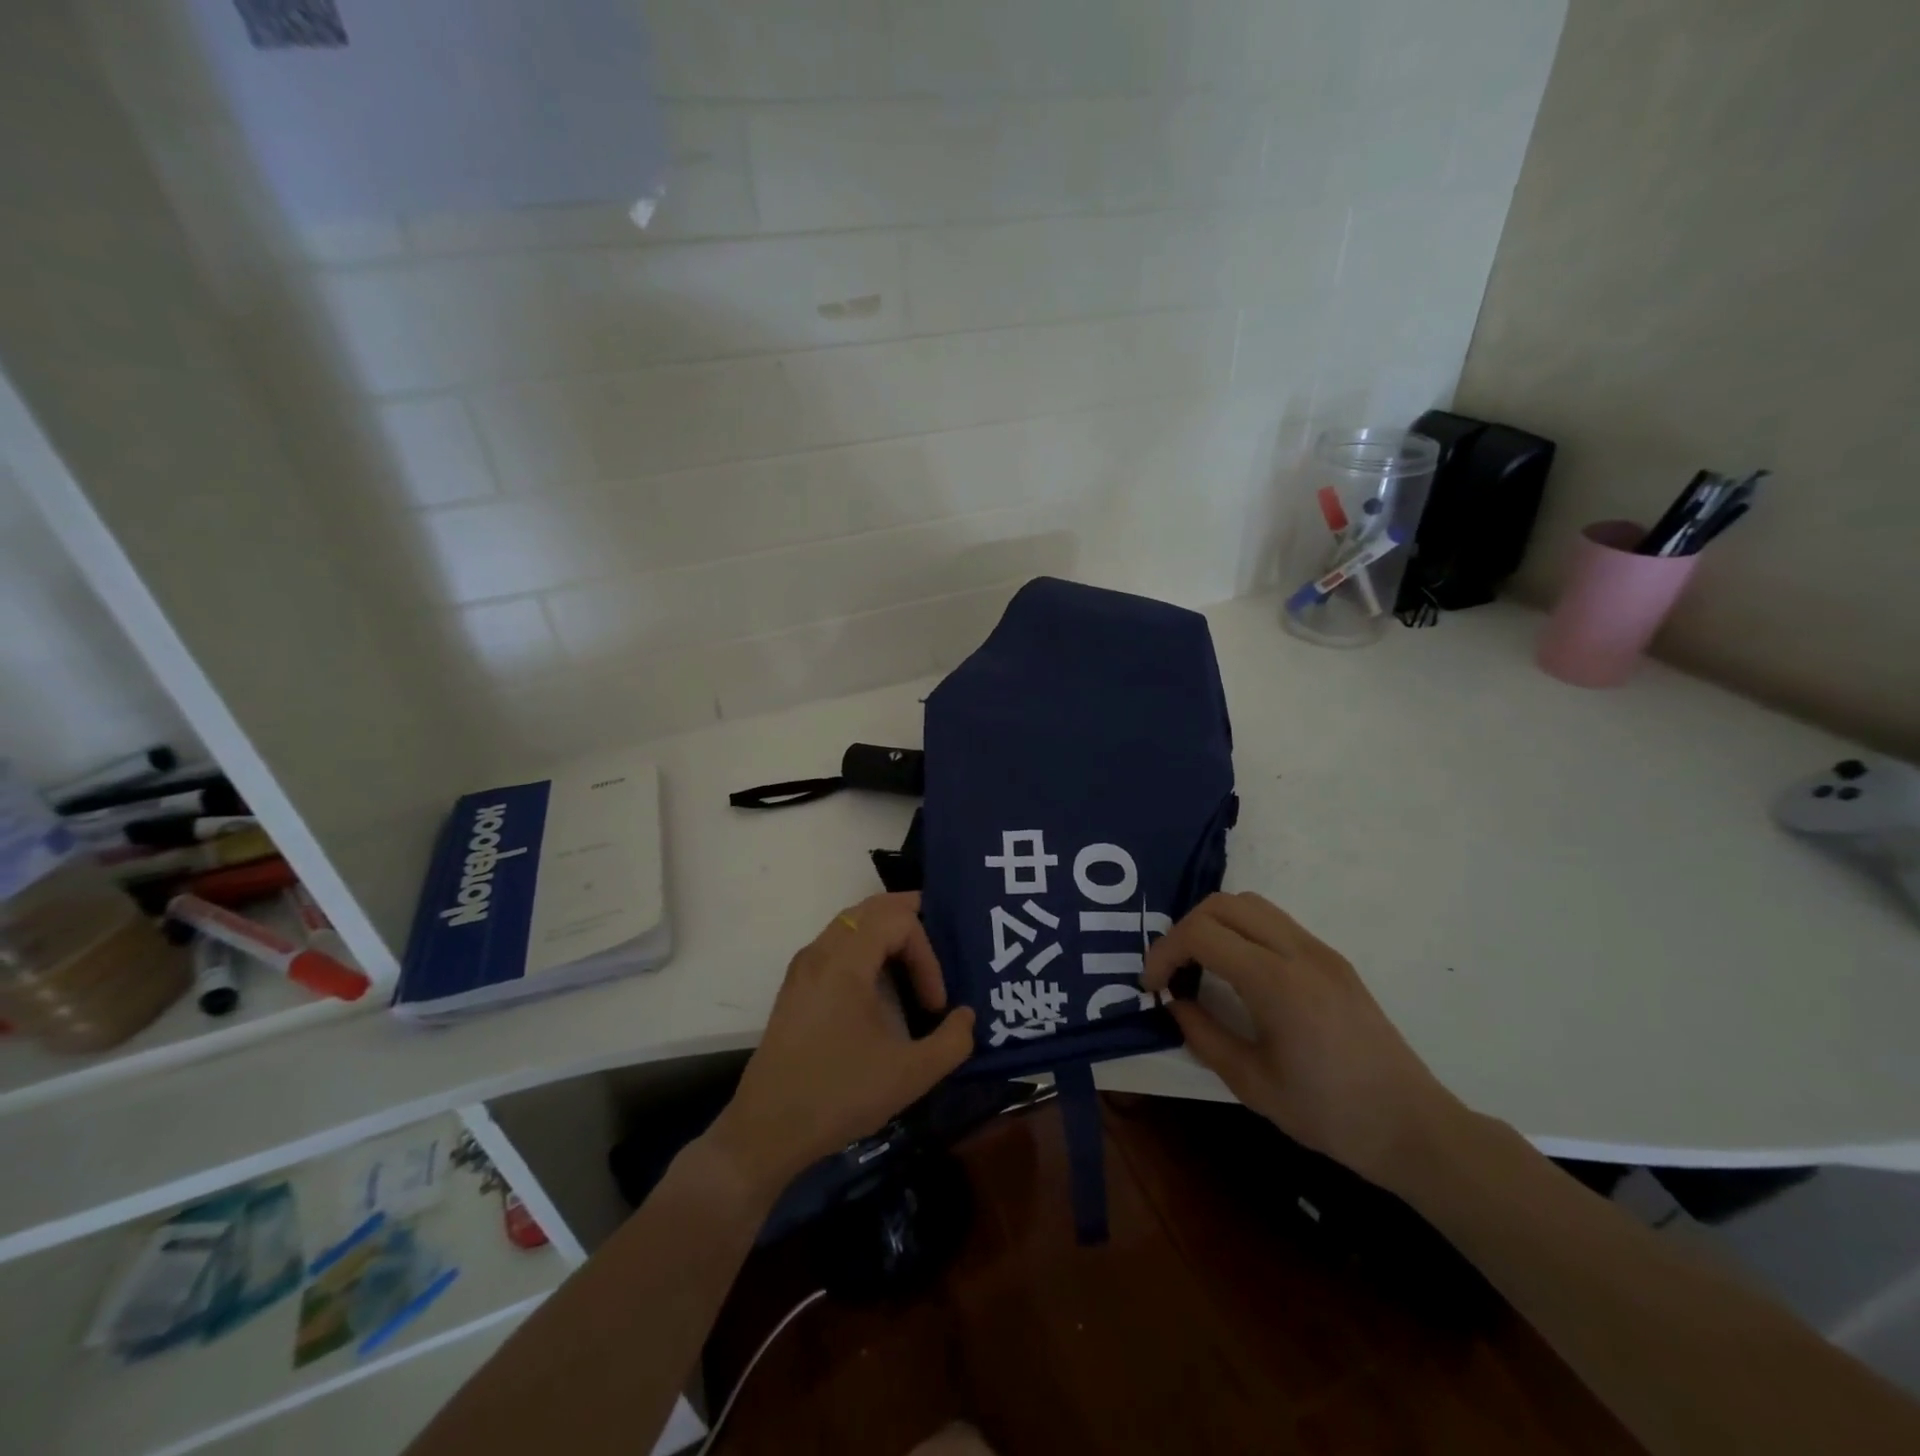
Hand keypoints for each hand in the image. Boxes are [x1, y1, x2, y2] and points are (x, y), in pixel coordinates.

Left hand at [709, 892, 975, 1195]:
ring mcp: (803, 967)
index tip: (935, 1004)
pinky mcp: (795, 987)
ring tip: (914, 959)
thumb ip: (952, 1042)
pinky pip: (836, 943)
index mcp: (845, 961)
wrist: (766, 1130)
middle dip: (909, 917)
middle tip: (941, 936)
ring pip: (850, 922)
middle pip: (871, 907)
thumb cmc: (839, 1095)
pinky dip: (864, 945)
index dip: (927, 954)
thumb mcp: (910, 1075)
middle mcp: (820, 951)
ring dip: (885, 931)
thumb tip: (966, 1016)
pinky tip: (879, 981)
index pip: (898, 921)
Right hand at [1142, 892, 1464, 1192]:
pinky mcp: (1333, 959)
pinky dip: (1242, 931)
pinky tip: (1238, 973)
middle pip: (1223, 904)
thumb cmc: (1328, 1113)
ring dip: (1214, 924)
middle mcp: (1298, 951)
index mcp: (1276, 982)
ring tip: (1201, 966)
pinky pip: (1275, 922)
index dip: (1164, 952)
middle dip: (1184, 930)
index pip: (1201, 934)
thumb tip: (1175, 1003)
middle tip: (1173, 970)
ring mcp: (1320, 951)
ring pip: (1250, 904)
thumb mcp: (1251, 1084)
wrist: (1412, 1127)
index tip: (1152, 985)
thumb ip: (1203, 1035)